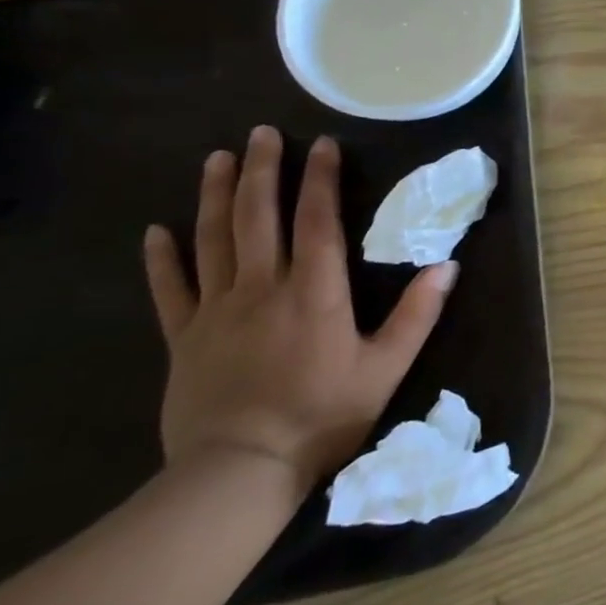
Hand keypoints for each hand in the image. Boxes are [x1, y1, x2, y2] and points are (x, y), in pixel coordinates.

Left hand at [142, 126, 453, 495]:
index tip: (322, 143)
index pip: (318, 221)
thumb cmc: (323, 415)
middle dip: (263, 170)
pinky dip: (162, 258)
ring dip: (216, 195)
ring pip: (213, 240)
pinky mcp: (183, 338)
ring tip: (218, 158)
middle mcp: (262, 288)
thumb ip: (418, 314)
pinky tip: (157, 230)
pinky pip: (169, 289)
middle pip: (259, 217)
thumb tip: (448, 265)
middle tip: (262, 132)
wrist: (239, 472)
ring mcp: (216, 311)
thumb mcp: (386, 368)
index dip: (321, 179)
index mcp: (314, 292)